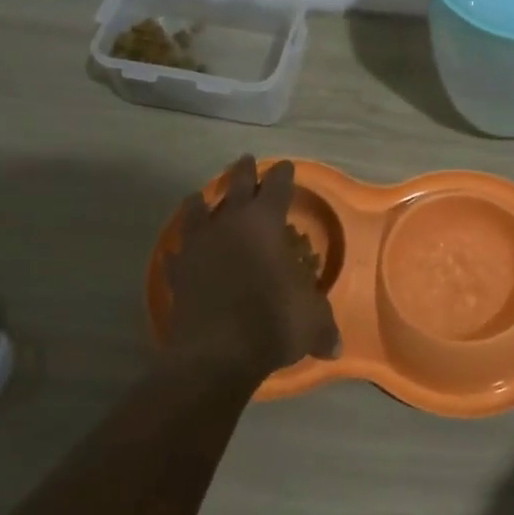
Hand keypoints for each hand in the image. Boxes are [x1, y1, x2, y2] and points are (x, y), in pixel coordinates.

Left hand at [164, 155, 340, 380]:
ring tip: (200, 197)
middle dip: (243, 172)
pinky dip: (181, 250)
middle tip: (246, 160)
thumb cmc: (271, 323)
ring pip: (197, 212)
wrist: (215, 354)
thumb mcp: (311, 322)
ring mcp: (198, 246)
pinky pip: (178, 254)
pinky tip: (179, 251)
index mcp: (265, 223)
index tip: (285, 166)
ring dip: (201, 203)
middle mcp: (229, 225)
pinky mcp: (178, 273)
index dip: (283, 175)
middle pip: (236, 186)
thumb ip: (323, 326)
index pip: (277, 188)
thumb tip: (335, 347)